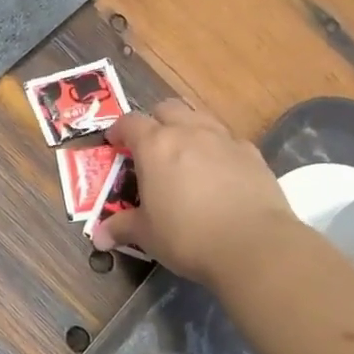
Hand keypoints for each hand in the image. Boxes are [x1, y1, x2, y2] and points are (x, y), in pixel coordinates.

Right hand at [93, 100, 296, 287]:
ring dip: (188, 128)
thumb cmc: (187, 236)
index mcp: (155, 145)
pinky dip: (218, 148)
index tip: (114, 144)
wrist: (254, 245)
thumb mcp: (147, 235)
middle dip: (155, 121)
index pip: (130, 122)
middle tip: (151, 147)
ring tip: (185, 154)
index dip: (119, 130)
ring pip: (200, 117)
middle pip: (167, 108)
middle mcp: (189, 132)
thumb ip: (122, 228)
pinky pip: (228, 139)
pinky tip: (219, 172)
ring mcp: (224, 139)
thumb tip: (99, 237)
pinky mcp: (252, 153)